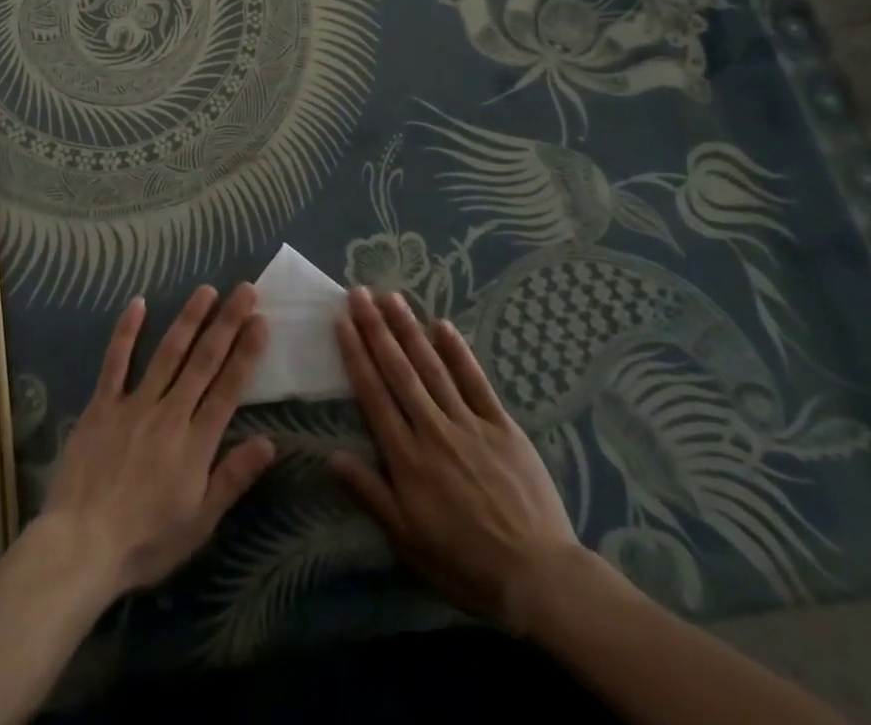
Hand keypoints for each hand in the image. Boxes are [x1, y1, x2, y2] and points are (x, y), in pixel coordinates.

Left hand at [39, 284, 275, 598]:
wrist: (81, 545)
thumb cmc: (145, 542)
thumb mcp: (199, 522)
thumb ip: (233, 478)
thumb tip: (269, 442)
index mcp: (196, 443)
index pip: (228, 388)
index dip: (246, 352)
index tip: (260, 320)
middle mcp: (170, 414)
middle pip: (203, 361)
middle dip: (226, 323)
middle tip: (244, 290)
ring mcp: (134, 404)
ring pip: (167, 353)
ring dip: (189, 318)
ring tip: (207, 290)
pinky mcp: (102, 405)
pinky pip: (116, 362)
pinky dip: (126, 331)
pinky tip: (138, 303)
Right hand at [330, 288, 584, 634]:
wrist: (539, 578)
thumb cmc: (465, 563)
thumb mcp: (408, 540)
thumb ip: (370, 494)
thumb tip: (331, 456)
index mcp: (407, 458)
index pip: (374, 394)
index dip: (356, 355)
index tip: (341, 322)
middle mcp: (434, 430)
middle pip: (399, 370)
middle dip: (376, 329)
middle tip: (359, 294)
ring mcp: (469, 424)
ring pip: (433, 367)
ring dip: (410, 329)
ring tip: (391, 298)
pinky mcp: (502, 426)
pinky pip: (476, 382)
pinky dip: (459, 352)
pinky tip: (443, 326)